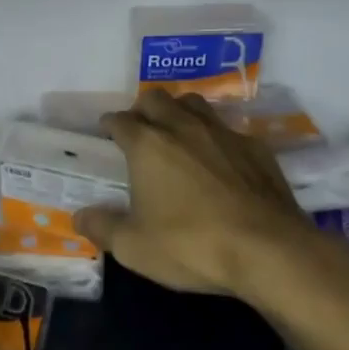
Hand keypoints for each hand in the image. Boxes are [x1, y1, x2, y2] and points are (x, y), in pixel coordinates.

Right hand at [75, 89, 320, 302]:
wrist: (269, 251)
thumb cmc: (191, 245)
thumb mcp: (135, 247)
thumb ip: (103, 228)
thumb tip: (80, 217)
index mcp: (147, 144)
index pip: (120, 120)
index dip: (110, 125)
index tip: (107, 132)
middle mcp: (182, 127)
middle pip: (155, 98)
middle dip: (142, 109)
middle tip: (140, 130)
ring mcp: (222, 133)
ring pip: (194, 103)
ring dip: (179, 112)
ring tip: (177, 133)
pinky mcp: (255, 147)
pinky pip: (228, 129)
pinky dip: (216, 137)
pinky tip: (220, 160)